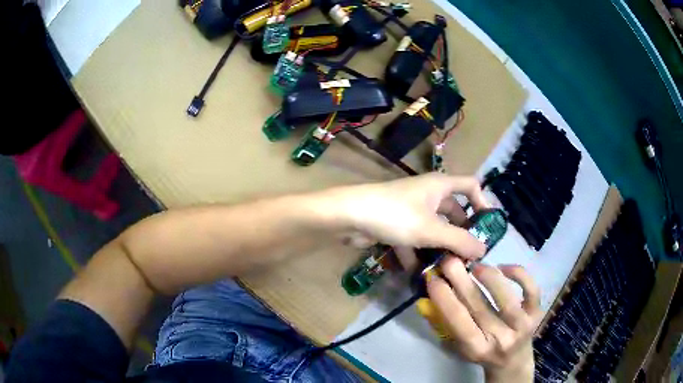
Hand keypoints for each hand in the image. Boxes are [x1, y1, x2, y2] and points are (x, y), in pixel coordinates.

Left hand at [331, 173, 490, 260]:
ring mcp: (411, 210)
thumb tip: (483, 250)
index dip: (483, 201)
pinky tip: (420, 275)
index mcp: (440, 186)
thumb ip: (459, 240)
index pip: (471, 185)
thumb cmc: (395, 215)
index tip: (488, 227)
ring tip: (448, 271)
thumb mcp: (431, 229)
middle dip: (461, 235)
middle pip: (453, 213)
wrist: (348, 216)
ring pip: (433, 230)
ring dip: (440, 249)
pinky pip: (415, 240)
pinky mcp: (396, 225)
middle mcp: (428, 195)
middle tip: (469, 258)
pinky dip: (417, 255)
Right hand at [427, 258, 540, 382]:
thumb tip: (428, 298)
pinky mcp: (537, 313)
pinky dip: (519, 274)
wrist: (514, 359)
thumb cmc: (483, 351)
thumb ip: (446, 324)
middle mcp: (501, 339)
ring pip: (506, 298)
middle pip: (481, 308)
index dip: (445, 299)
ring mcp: (523, 326)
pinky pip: (531, 290)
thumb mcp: (460, 346)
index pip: (459, 323)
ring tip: (476, 265)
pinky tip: (503, 266)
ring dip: (489, 277)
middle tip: (449, 260)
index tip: (433, 278)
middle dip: (462, 281)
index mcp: (478, 349)